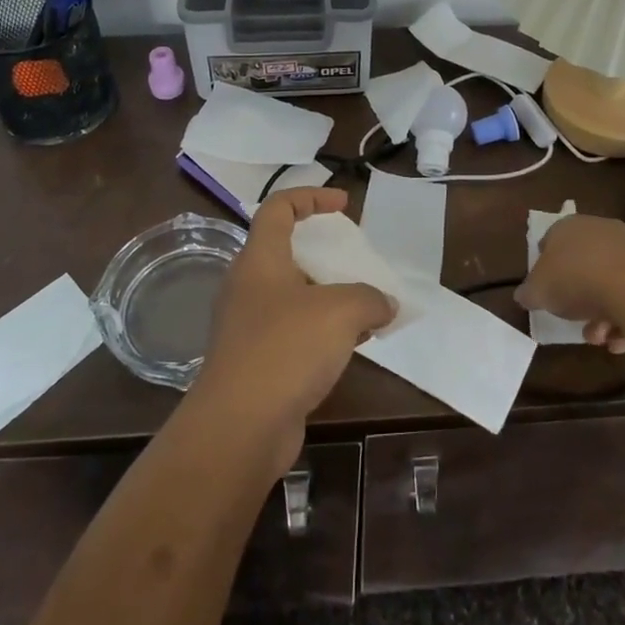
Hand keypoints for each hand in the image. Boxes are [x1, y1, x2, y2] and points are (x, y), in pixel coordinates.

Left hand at [193, 188, 396, 474]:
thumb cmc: (286, 349)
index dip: (311, 196)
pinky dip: (323, 331)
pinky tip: (353, 345)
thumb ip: (370, 298)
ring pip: (293, 296)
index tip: (344, 204)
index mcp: (260, 259)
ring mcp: (248, 326)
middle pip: (286, 252)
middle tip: (356, 260)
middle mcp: (248, 286)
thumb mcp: (341, 311)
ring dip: (328, 295)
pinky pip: (294, 332)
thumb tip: (385, 304)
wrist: (239, 428)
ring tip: (365, 305)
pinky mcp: (256, 362)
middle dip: (324, 252)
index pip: (278, 208)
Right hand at [515, 214, 624, 354]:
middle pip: (584, 264)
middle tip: (575, 321)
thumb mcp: (538, 291)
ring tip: (600, 339)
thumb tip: (523, 295)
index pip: (551, 241)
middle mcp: (600, 230)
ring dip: (603, 314)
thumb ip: (529, 293)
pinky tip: (621, 340)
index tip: (546, 290)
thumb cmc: (576, 280)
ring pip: (611, 283)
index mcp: (568, 227)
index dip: (546, 266)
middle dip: (578, 297)